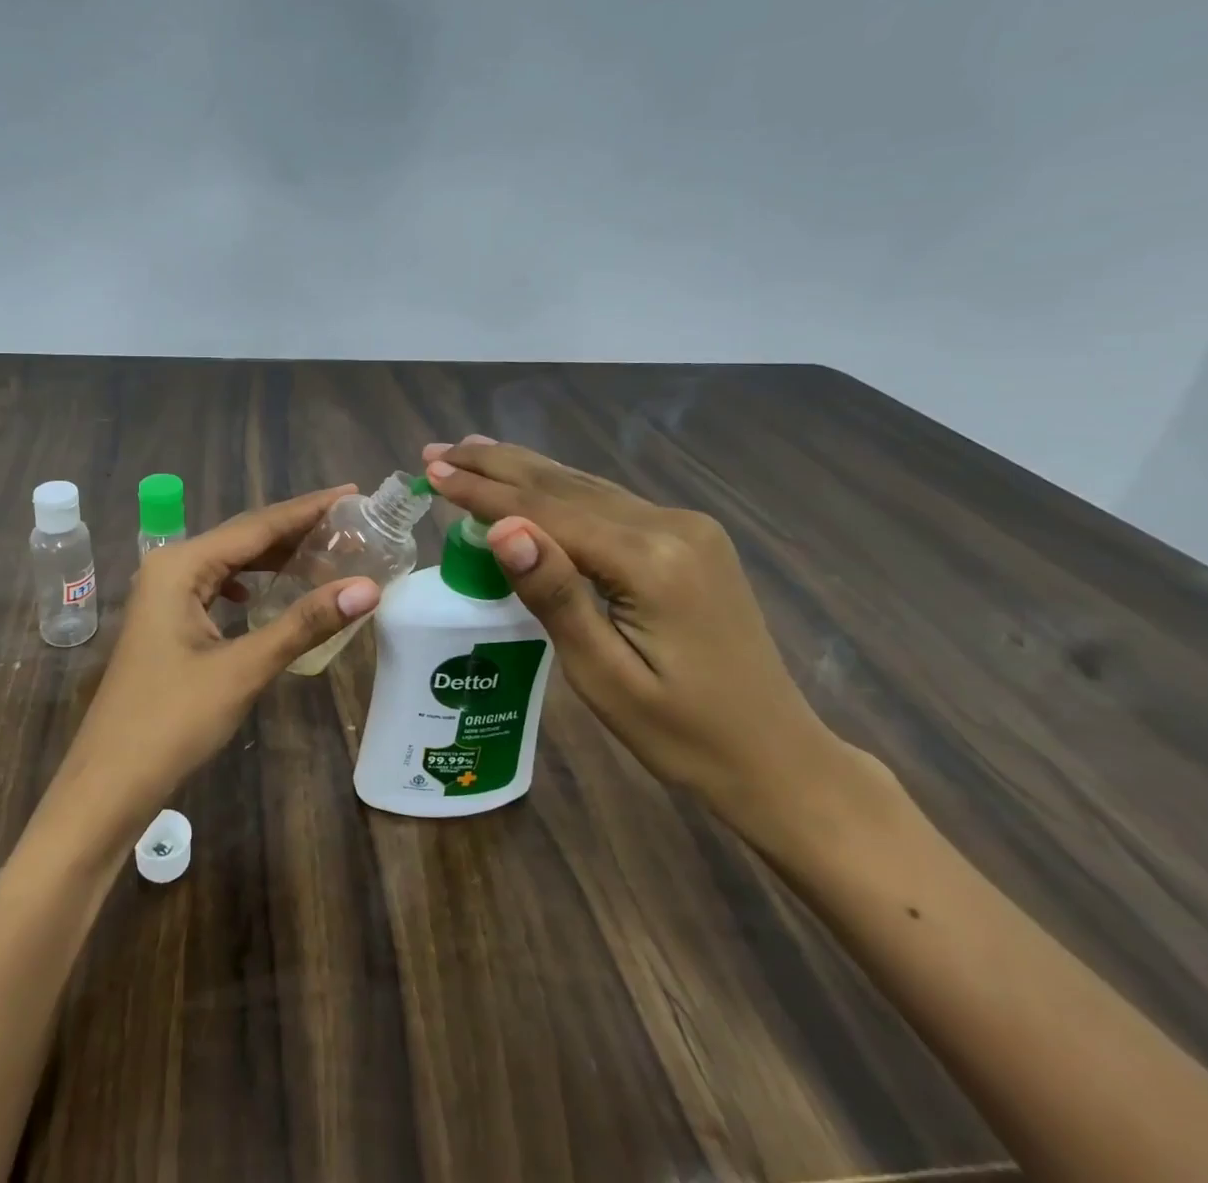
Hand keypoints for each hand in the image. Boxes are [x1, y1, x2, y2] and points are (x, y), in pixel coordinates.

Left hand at [50, 487, 380, 838]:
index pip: (257, 526)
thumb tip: (368, 588)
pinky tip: (270, 594)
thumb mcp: (243, 668)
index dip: (308, 510)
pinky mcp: (167, 621)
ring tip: (326, 552)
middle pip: (243, 538)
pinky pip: (218, 588)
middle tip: (351, 524)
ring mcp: (164, 595)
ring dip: (275, 559)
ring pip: (230, 563)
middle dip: (296, 530)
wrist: (109, 783)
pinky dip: (252, 585)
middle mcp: (170, 567)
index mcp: (181, 565)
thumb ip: (304, 623)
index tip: (353, 494)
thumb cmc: (172, 721)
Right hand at [423, 437, 869, 839]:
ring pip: (585, 487)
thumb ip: (555, 594)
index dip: (482, 492)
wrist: (776, 757)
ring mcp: (685, 528)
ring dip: (523, 470)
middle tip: (437, 451)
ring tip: (470, 451)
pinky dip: (558, 490)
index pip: (546, 512)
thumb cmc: (681, 734)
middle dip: (495, 466)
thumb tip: (502, 528)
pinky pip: (607, 503)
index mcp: (651, 561)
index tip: (431, 472)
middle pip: (564, 485)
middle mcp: (672, 526)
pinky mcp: (688, 539)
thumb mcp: (603, 676)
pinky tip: (532, 481)